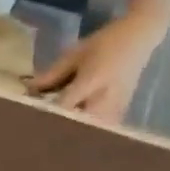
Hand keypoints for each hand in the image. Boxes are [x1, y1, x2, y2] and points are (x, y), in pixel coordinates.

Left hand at [26, 6, 167, 121]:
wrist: (141, 36)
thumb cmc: (105, 42)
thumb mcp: (75, 54)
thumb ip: (52, 75)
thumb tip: (28, 90)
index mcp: (92, 81)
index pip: (63, 107)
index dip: (44, 116)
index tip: (28, 120)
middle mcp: (105, 99)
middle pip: (75, 126)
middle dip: (57, 130)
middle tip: (39, 132)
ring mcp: (115, 108)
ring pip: (88, 133)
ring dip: (71, 134)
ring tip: (54, 134)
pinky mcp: (120, 114)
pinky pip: (98, 131)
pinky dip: (85, 133)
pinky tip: (72, 131)